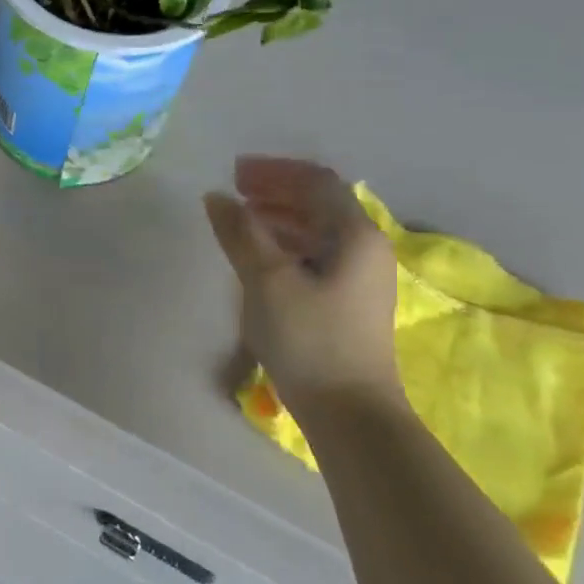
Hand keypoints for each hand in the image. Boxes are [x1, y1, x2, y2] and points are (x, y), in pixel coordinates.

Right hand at [204, 156, 402, 415]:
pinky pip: (316, 255)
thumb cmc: (309, 339)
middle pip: (320, 203)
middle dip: (276, 191)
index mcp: (355, 235)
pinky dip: (287, 244)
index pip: (316, 182)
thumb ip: (241, 233)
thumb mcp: (267, 281)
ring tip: (241, 219)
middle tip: (235, 190)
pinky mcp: (349, 302)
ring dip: (280, 217)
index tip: (234, 173)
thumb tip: (217, 198)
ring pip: (318, 230)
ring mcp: (360, 277)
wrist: (349, 412)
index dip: (275, 171)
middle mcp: (365, 248)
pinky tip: (261, 256)